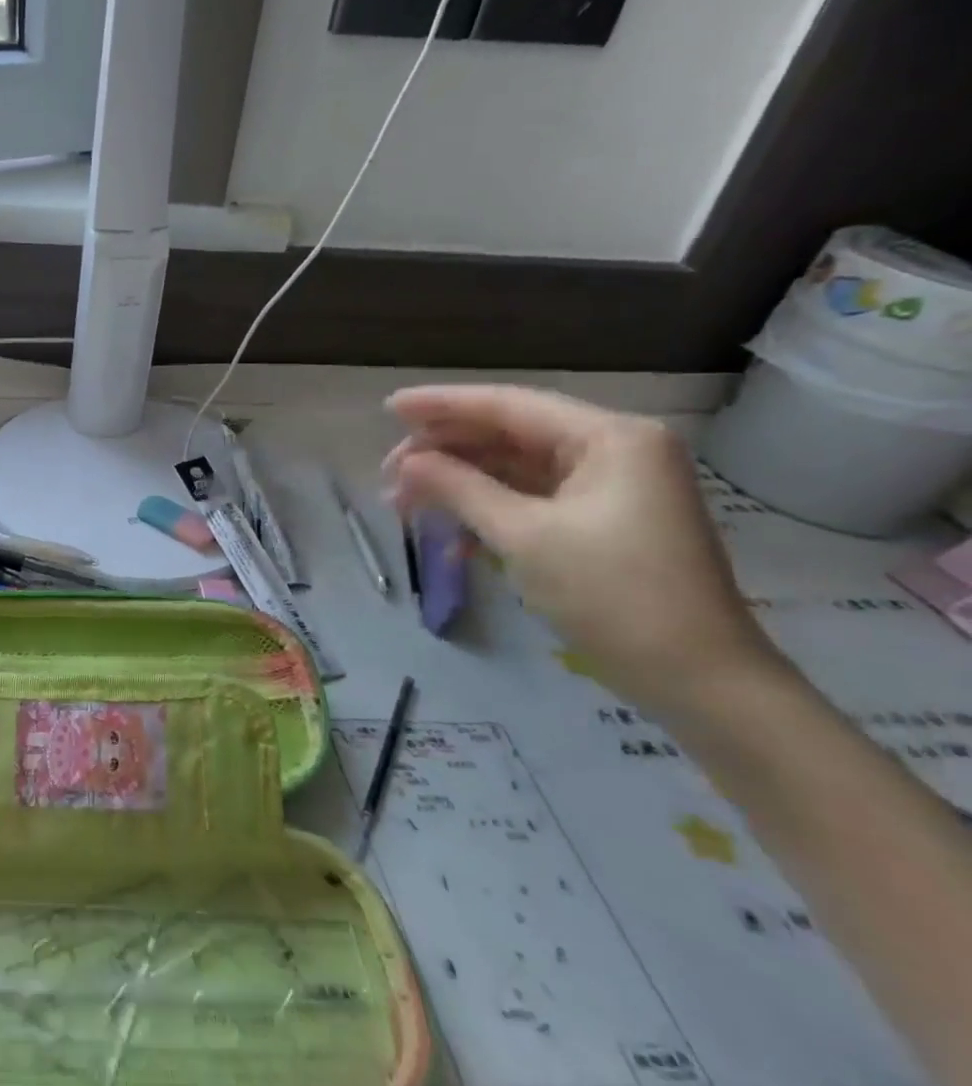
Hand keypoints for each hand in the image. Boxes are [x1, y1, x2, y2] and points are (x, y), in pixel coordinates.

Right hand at [383, 385, 784, 710]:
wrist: (699, 680)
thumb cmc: (613, 596)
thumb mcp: (523, 536)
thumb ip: (459, 488)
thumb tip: (406, 463)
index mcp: (609, 438)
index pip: (508, 405)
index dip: (441, 404)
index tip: (388, 408)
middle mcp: (613, 449)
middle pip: (508, 434)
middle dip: (444, 453)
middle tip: (389, 476)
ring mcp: (610, 486)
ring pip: (513, 468)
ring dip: (459, 485)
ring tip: (405, 505)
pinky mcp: (602, 519)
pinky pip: (530, 499)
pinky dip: (487, 511)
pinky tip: (449, 538)